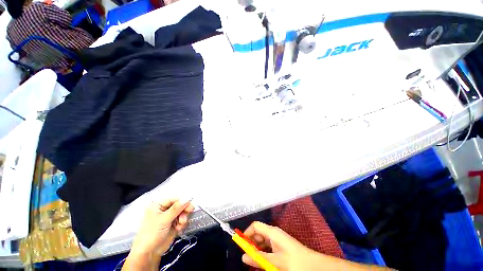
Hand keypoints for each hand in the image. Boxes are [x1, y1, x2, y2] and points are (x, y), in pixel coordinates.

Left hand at [130, 199, 193, 257]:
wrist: (148, 254)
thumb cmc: (152, 233)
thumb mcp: (164, 220)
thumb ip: (176, 208)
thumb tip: (187, 198)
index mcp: (158, 205)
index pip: (174, 199)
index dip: (183, 201)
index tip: (190, 204)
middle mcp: (164, 209)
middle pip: (179, 205)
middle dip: (184, 210)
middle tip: (189, 212)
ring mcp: (169, 217)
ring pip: (182, 212)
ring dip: (183, 218)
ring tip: (181, 224)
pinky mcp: (173, 224)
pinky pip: (182, 219)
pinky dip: (182, 223)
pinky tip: (178, 229)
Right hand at [241, 221, 317, 270]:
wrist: (312, 265)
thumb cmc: (293, 261)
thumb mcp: (275, 261)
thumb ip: (258, 259)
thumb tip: (243, 256)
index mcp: (272, 232)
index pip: (255, 226)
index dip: (247, 233)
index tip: (241, 244)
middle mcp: (273, 233)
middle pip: (258, 233)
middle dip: (251, 243)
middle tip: (247, 256)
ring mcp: (277, 239)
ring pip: (262, 241)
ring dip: (257, 249)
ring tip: (254, 260)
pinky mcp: (280, 245)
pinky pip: (268, 246)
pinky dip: (263, 252)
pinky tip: (262, 261)